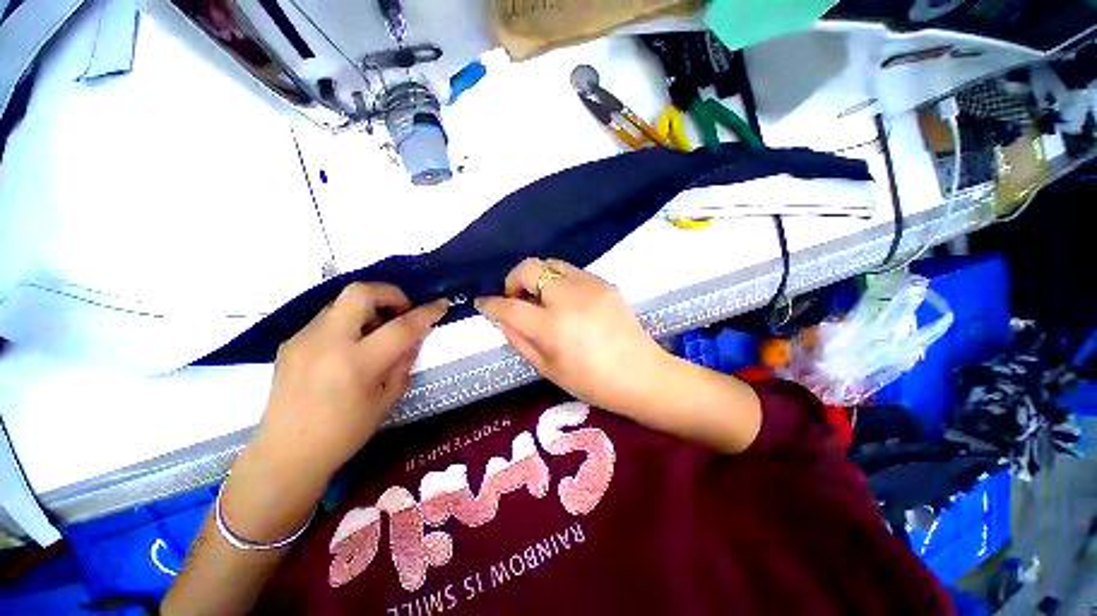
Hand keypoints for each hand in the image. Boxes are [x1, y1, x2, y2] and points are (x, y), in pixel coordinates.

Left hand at [255, 283, 448, 481]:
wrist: (285, 454)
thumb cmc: (344, 433)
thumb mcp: (387, 399)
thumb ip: (403, 363)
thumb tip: (414, 338)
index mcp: (357, 363)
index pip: (401, 327)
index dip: (426, 312)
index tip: (442, 304)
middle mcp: (327, 342)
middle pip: (360, 292)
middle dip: (390, 293)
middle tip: (401, 312)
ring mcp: (303, 339)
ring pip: (342, 302)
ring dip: (368, 309)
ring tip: (375, 335)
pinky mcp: (291, 342)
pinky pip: (327, 319)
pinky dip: (349, 323)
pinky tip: (349, 349)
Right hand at [475, 258, 670, 412]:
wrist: (642, 374)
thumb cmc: (592, 382)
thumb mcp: (548, 369)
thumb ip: (519, 340)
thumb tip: (502, 318)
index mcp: (552, 327)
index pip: (509, 307)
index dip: (490, 304)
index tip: (483, 302)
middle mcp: (568, 298)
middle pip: (528, 268)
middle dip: (512, 280)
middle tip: (515, 298)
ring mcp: (590, 286)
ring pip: (551, 263)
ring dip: (537, 277)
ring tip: (541, 298)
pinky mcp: (605, 283)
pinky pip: (572, 271)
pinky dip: (559, 280)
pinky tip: (566, 300)